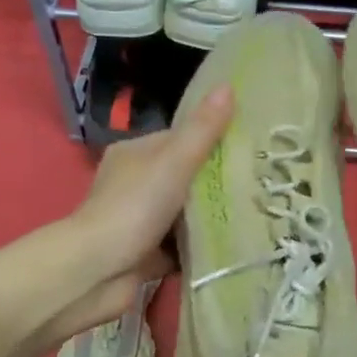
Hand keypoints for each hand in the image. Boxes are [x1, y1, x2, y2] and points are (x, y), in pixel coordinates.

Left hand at [54, 85, 234, 334]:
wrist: (98, 270)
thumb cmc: (134, 208)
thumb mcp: (174, 162)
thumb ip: (203, 130)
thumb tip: (228, 85)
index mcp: (135, 153)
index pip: (180, 139)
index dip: (213, 140)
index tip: (250, 148)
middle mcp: (135, 184)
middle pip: (185, 178)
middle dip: (216, 183)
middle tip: (258, 184)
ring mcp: (140, 221)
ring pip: (184, 214)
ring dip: (210, 217)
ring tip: (254, 214)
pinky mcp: (146, 254)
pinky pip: (181, 246)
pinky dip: (200, 246)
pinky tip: (231, 245)